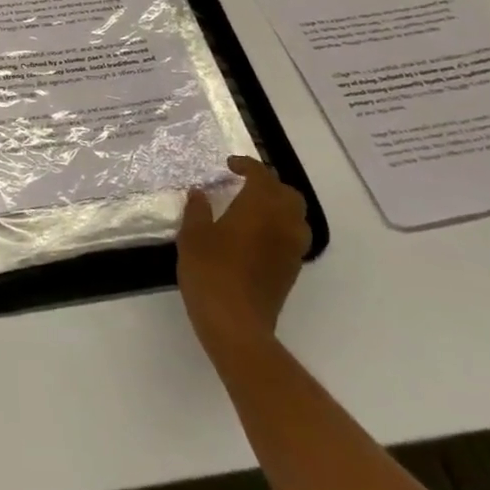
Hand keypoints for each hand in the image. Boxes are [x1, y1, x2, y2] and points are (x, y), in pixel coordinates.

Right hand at [177, 156, 309, 352]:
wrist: (236, 324)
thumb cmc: (211, 271)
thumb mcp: (193, 236)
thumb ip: (197, 210)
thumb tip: (200, 194)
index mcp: (260, 207)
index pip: (261, 175)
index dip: (247, 166)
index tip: (230, 166)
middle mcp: (283, 223)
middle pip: (288, 194)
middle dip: (269, 184)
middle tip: (245, 185)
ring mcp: (292, 249)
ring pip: (296, 217)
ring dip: (279, 207)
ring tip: (254, 210)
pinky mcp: (291, 271)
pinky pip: (293, 238)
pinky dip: (280, 228)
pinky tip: (257, 237)